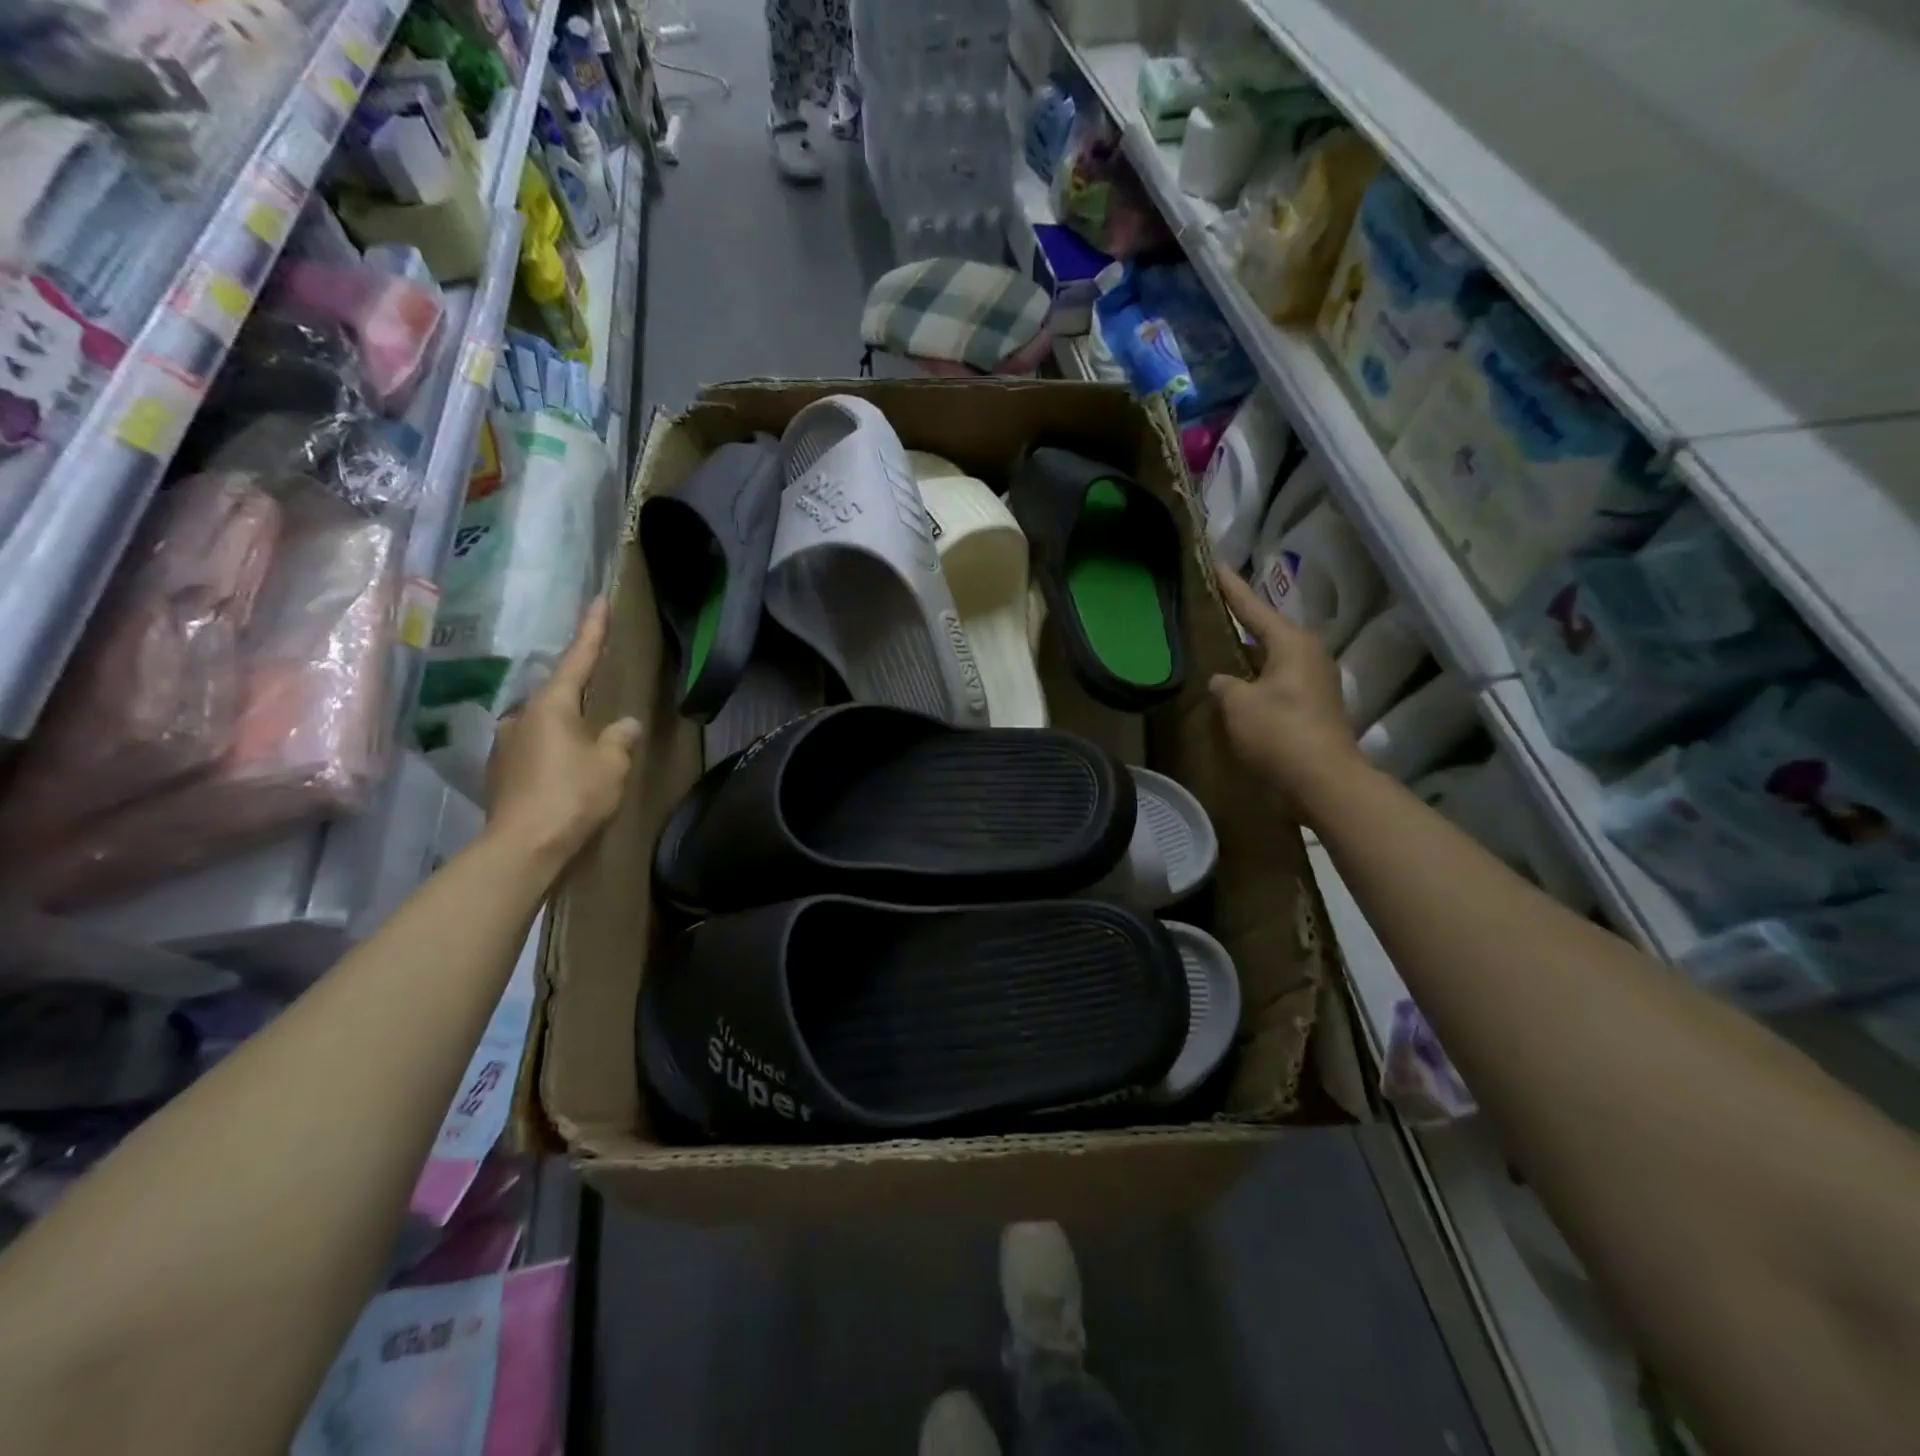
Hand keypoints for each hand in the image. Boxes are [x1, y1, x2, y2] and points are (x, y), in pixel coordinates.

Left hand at [485, 597, 640, 867]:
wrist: (523, 846)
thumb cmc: (572, 795)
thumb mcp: (611, 763)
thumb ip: (620, 738)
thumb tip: (625, 723)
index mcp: (551, 705)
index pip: (577, 659)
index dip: (592, 630)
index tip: (598, 601)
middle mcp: (522, 716)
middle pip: (558, 695)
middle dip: (580, 696)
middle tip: (603, 707)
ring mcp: (506, 744)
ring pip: (545, 725)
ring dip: (567, 731)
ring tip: (589, 751)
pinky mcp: (500, 772)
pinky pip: (534, 750)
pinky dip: (553, 753)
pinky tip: (567, 773)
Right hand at [1209, 566, 1368, 821]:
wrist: (1323, 782)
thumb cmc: (1278, 733)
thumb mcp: (1237, 704)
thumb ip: (1224, 684)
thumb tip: (1223, 681)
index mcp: (1291, 643)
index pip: (1252, 607)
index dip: (1229, 588)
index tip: (1213, 565)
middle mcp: (1308, 655)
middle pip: (1265, 631)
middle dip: (1238, 622)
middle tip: (1209, 610)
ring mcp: (1313, 682)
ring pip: (1270, 659)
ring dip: (1245, 656)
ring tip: (1216, 649)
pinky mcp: (1312, 708)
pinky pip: (1275, 682)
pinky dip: (1254, 681)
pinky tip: (1234, 688)